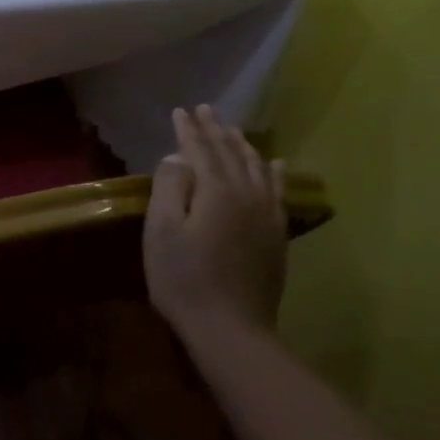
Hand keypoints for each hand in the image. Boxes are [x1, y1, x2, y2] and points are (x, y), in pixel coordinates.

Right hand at [143, 105, 287, 334]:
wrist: (230, 329)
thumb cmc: (184, 278)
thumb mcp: (162, 230)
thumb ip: (170, 187)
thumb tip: (177, 157)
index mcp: (216, 191)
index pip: (201, 150)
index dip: (188, 130)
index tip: (179, 110)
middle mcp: (247, 194)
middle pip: (230, 154)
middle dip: (215, 130)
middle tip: (204, 109)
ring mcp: (267, 215)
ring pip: (256, 168)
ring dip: (242, 146)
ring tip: (233, 129)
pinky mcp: (277, 235)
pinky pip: (278, 192)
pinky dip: (274, 173)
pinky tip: (276, 164)